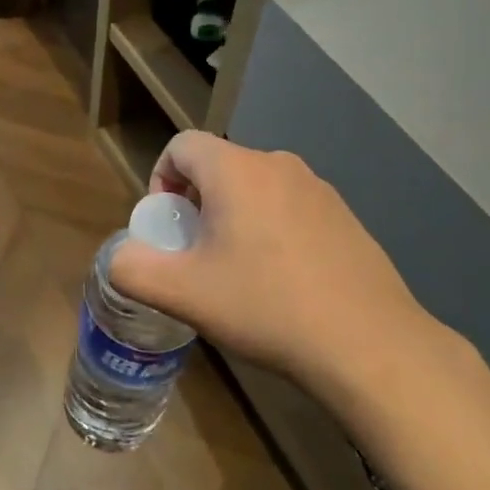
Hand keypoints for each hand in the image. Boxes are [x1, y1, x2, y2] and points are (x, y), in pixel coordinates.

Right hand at [107, 132, 463, 406]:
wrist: (369, 344)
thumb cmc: (266, 307)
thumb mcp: (183, 294)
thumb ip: (133, 269)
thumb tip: (120, 258)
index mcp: (236, 170)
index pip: (181, 145)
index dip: (161, 179)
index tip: (167, 228)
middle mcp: (278, 165)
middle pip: (217, 167)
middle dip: (195, 204)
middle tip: (196, 256)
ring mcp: (318, 189)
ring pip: (254, 188)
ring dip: (233, 217)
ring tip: (237, 273)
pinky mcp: (344, 216)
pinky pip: (288, 208)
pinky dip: (270, 230)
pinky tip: (282, 282)